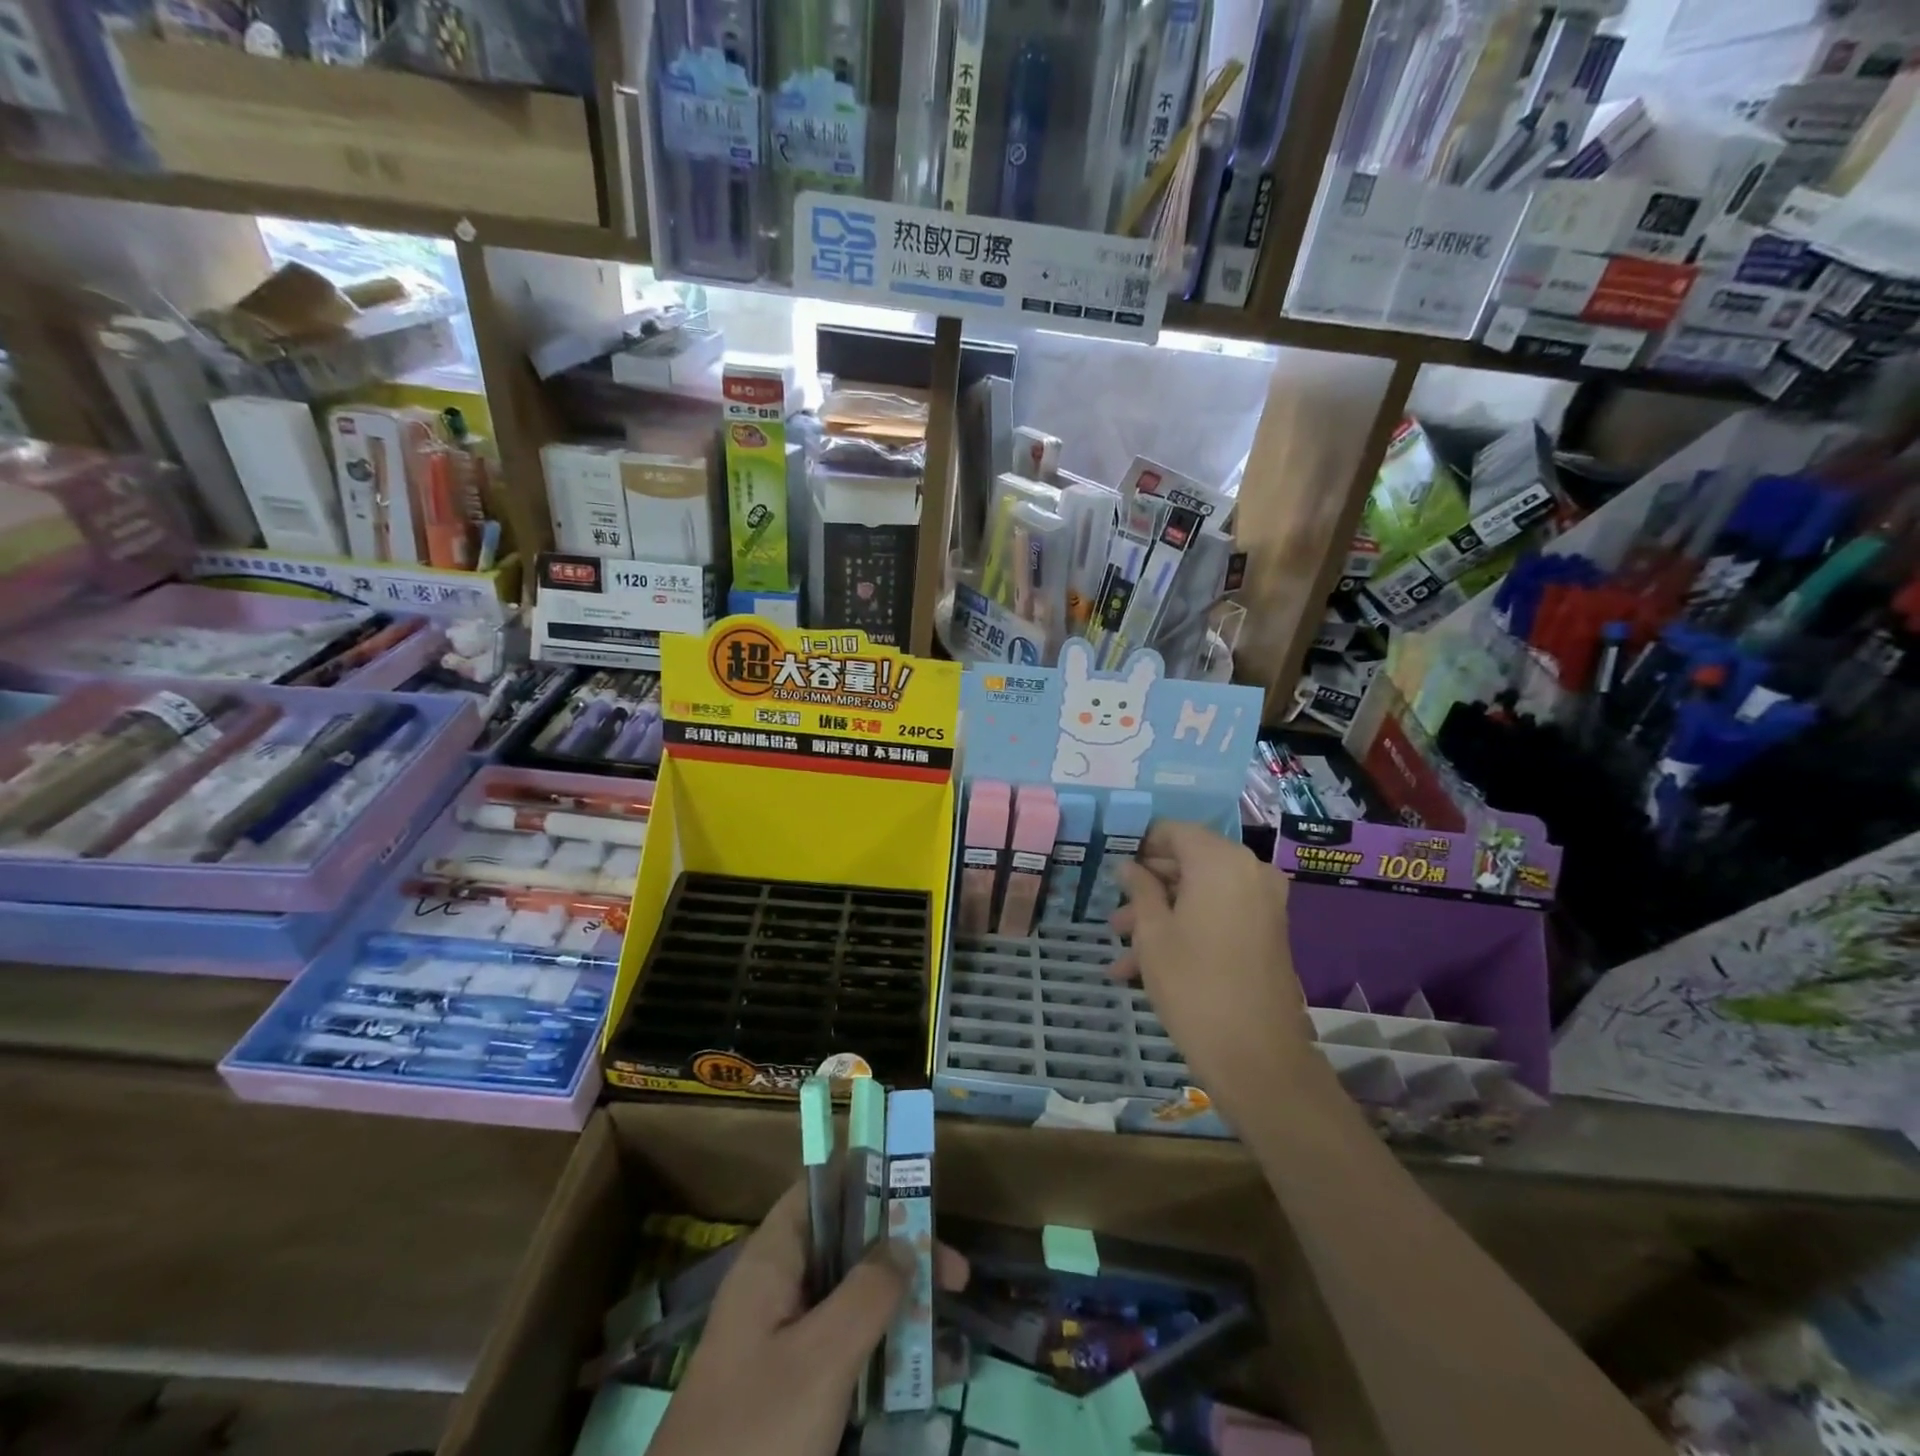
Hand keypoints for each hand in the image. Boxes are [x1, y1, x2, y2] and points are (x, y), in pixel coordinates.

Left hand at [648, 1181, 967, 1455]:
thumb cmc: (754, 1436)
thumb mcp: (820, 1360)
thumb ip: (867, 1293)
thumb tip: (904, 1242)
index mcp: (771, 1262)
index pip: (821, 1191)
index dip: (868, 1180)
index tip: (921, 1190)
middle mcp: (775, 1290)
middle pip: (845, 1247)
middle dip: (900, 1255)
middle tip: (956, 1278)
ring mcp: (780, 1344)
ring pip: (849, 1303)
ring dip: (898, 1310)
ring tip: (951, 1334)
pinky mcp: (788, 1392)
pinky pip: (844, 1354)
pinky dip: (882, 1356)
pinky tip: (924, 1381)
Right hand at [1110, 821, 1321, 1123]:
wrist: (1257, 1056)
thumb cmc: (1193, 984)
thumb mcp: (1152, 933)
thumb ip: (1139, 889)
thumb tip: (1129, 867)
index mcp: (1220, 861)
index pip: (1173, 831)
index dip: (1139, 845)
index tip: (1111, 866)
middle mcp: (1248, 871)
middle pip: (1188, 861)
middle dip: (1148, 887)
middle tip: (1114, 913)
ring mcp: (1262, 903)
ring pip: (1200, 894)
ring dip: (1162, 915)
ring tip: (1122, 951)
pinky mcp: (1267, 932)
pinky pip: (1219, 915)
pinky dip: (1187, 929)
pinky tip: (1146, 967)